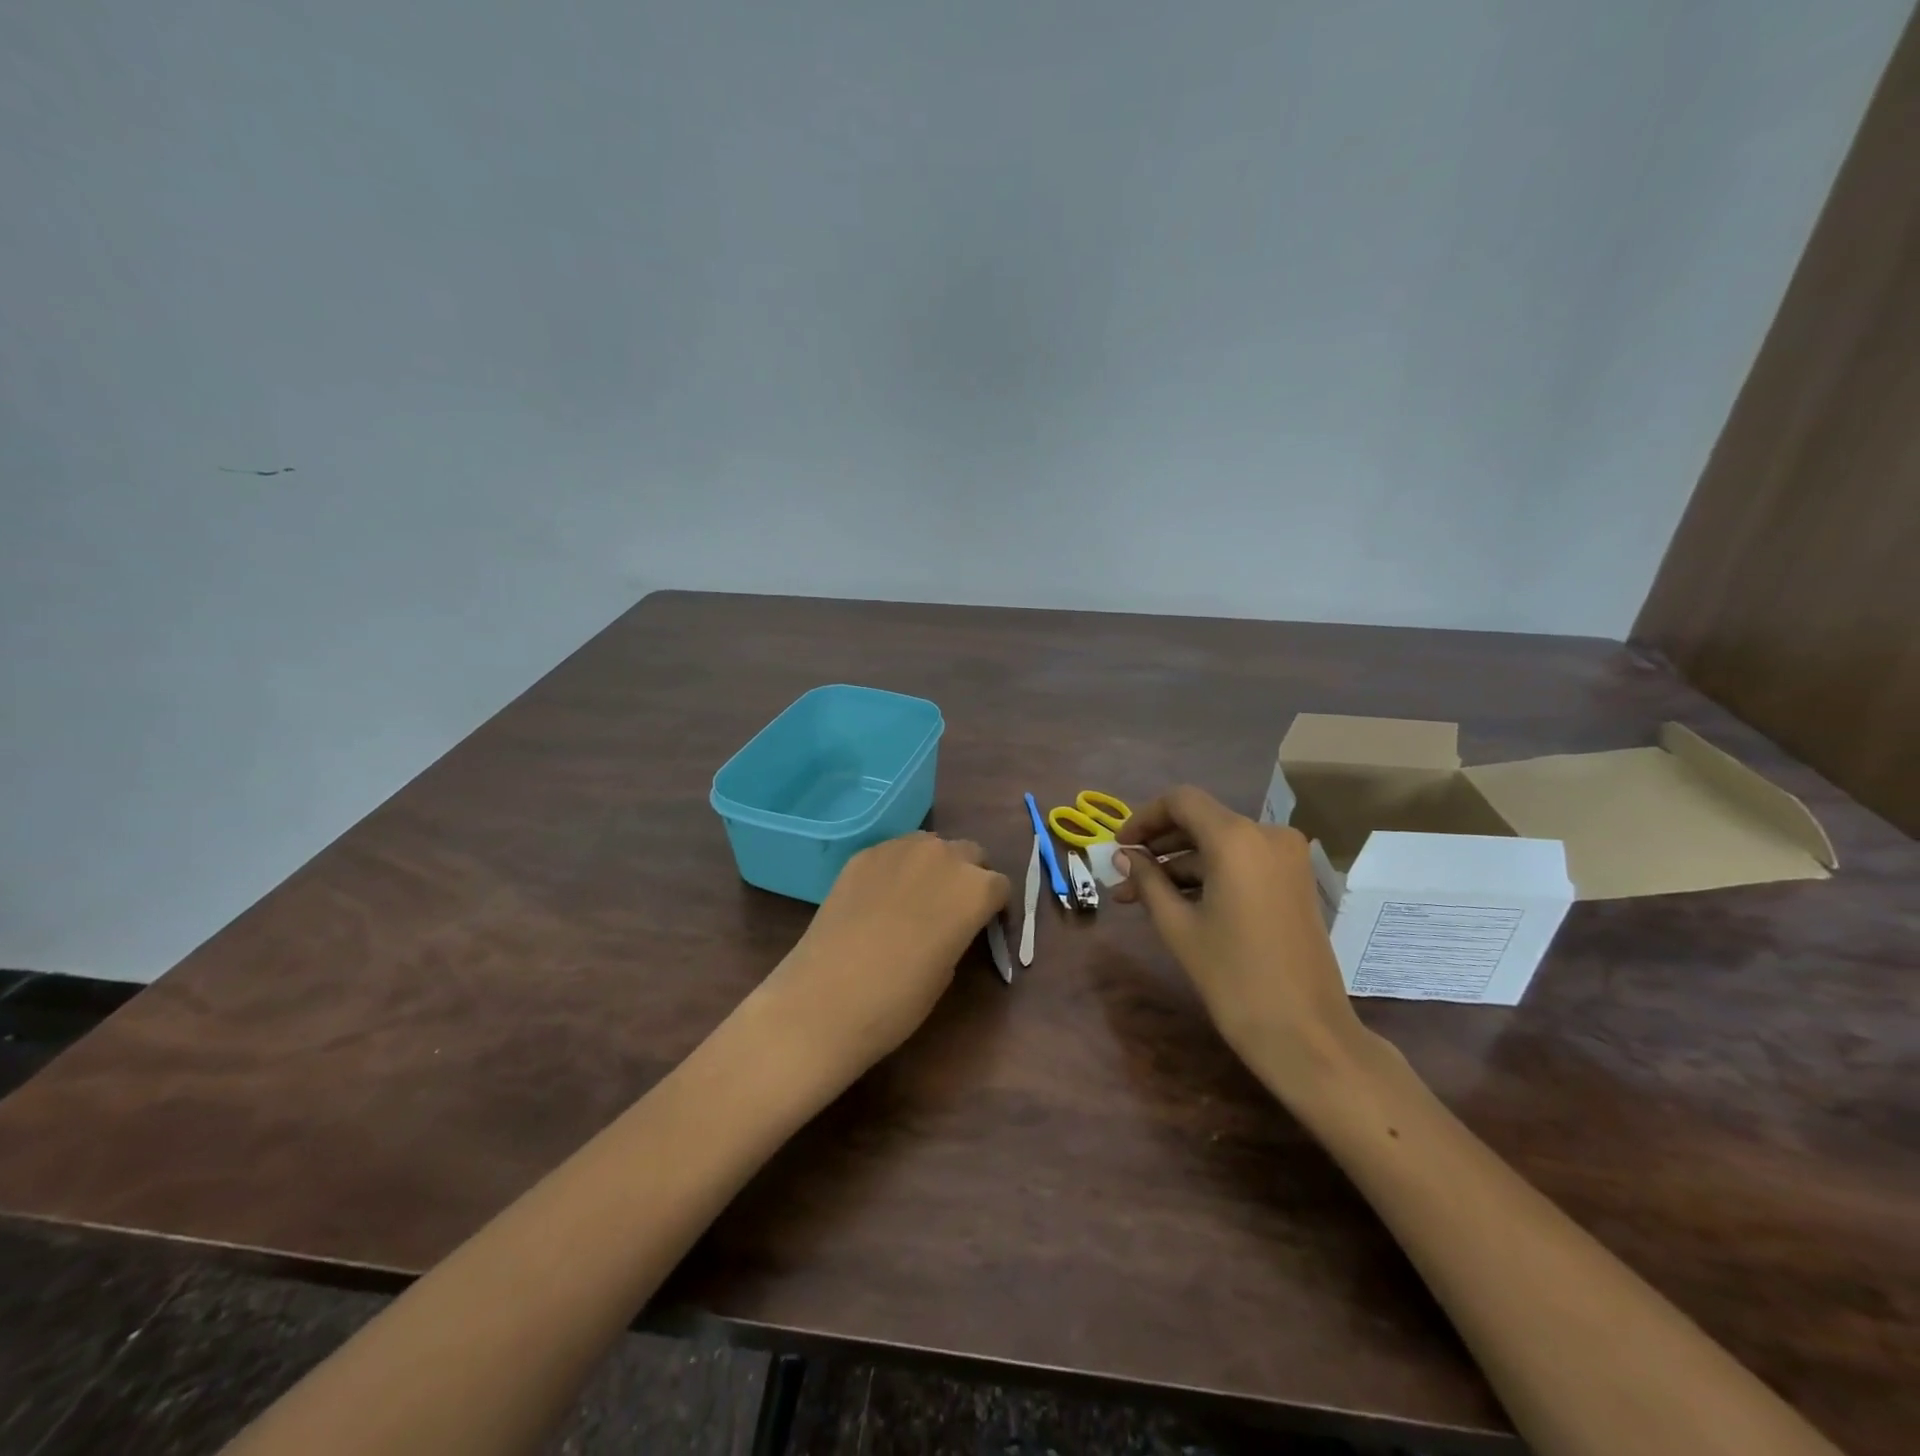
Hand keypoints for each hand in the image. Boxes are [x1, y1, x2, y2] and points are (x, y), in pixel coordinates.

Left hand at [762, 833, 1009, 1076]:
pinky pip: (894, 852)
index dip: (995, 907)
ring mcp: (900, 849)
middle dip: (968, 876)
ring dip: (934, 865)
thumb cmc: (900, 999)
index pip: (1000, 886)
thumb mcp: (949, 967)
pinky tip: (881, 898)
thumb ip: (960, 929)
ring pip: (931, 845)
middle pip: (970, 854)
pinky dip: (898, 868)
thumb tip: (952, 920)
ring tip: (916, 898)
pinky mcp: (863, 854)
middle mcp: (943, 856)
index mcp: (975, 888)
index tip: (985, 926)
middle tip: (952, 908)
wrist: (827, 998)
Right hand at [1109, 786, 1369, 1099]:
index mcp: (1237, 838)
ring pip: (1220, 845)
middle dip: (1159, 844)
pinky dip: (1209, 875)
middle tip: (1124, 873)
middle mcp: (1267, 835)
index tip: (1119, 846)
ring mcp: (1286, 859)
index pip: (1181, 801)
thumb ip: (1148, 882)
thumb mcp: (1179, 926)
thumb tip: (1125, 857)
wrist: (1305, 1033)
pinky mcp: (1294, 882)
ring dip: (1181, 864)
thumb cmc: (1233, 977)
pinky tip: (1178, 901)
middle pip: (1201, 821)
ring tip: (1140, 896)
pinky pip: (1242, 863)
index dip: (1144, 818)